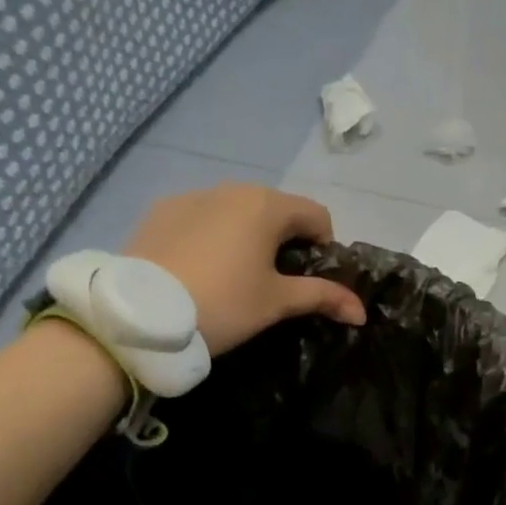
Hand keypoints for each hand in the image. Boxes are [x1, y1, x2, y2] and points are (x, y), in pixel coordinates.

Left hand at [125, 183, 366, 355]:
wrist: (144, 315)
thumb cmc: (224, 304)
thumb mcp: (277, 304)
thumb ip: (322, 297)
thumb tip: (361, 310)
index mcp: (265, 205)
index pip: (316, 215)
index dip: (324, 248)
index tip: (311, 282)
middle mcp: (230, 188)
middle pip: (275, 210)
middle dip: (285, 242)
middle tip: (274, 284)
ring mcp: (190, 196)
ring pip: (236, 213)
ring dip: (247, 238)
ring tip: (233, 278)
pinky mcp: (160, 211)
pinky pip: (201, 218)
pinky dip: (212, 238)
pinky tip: (199, 271)